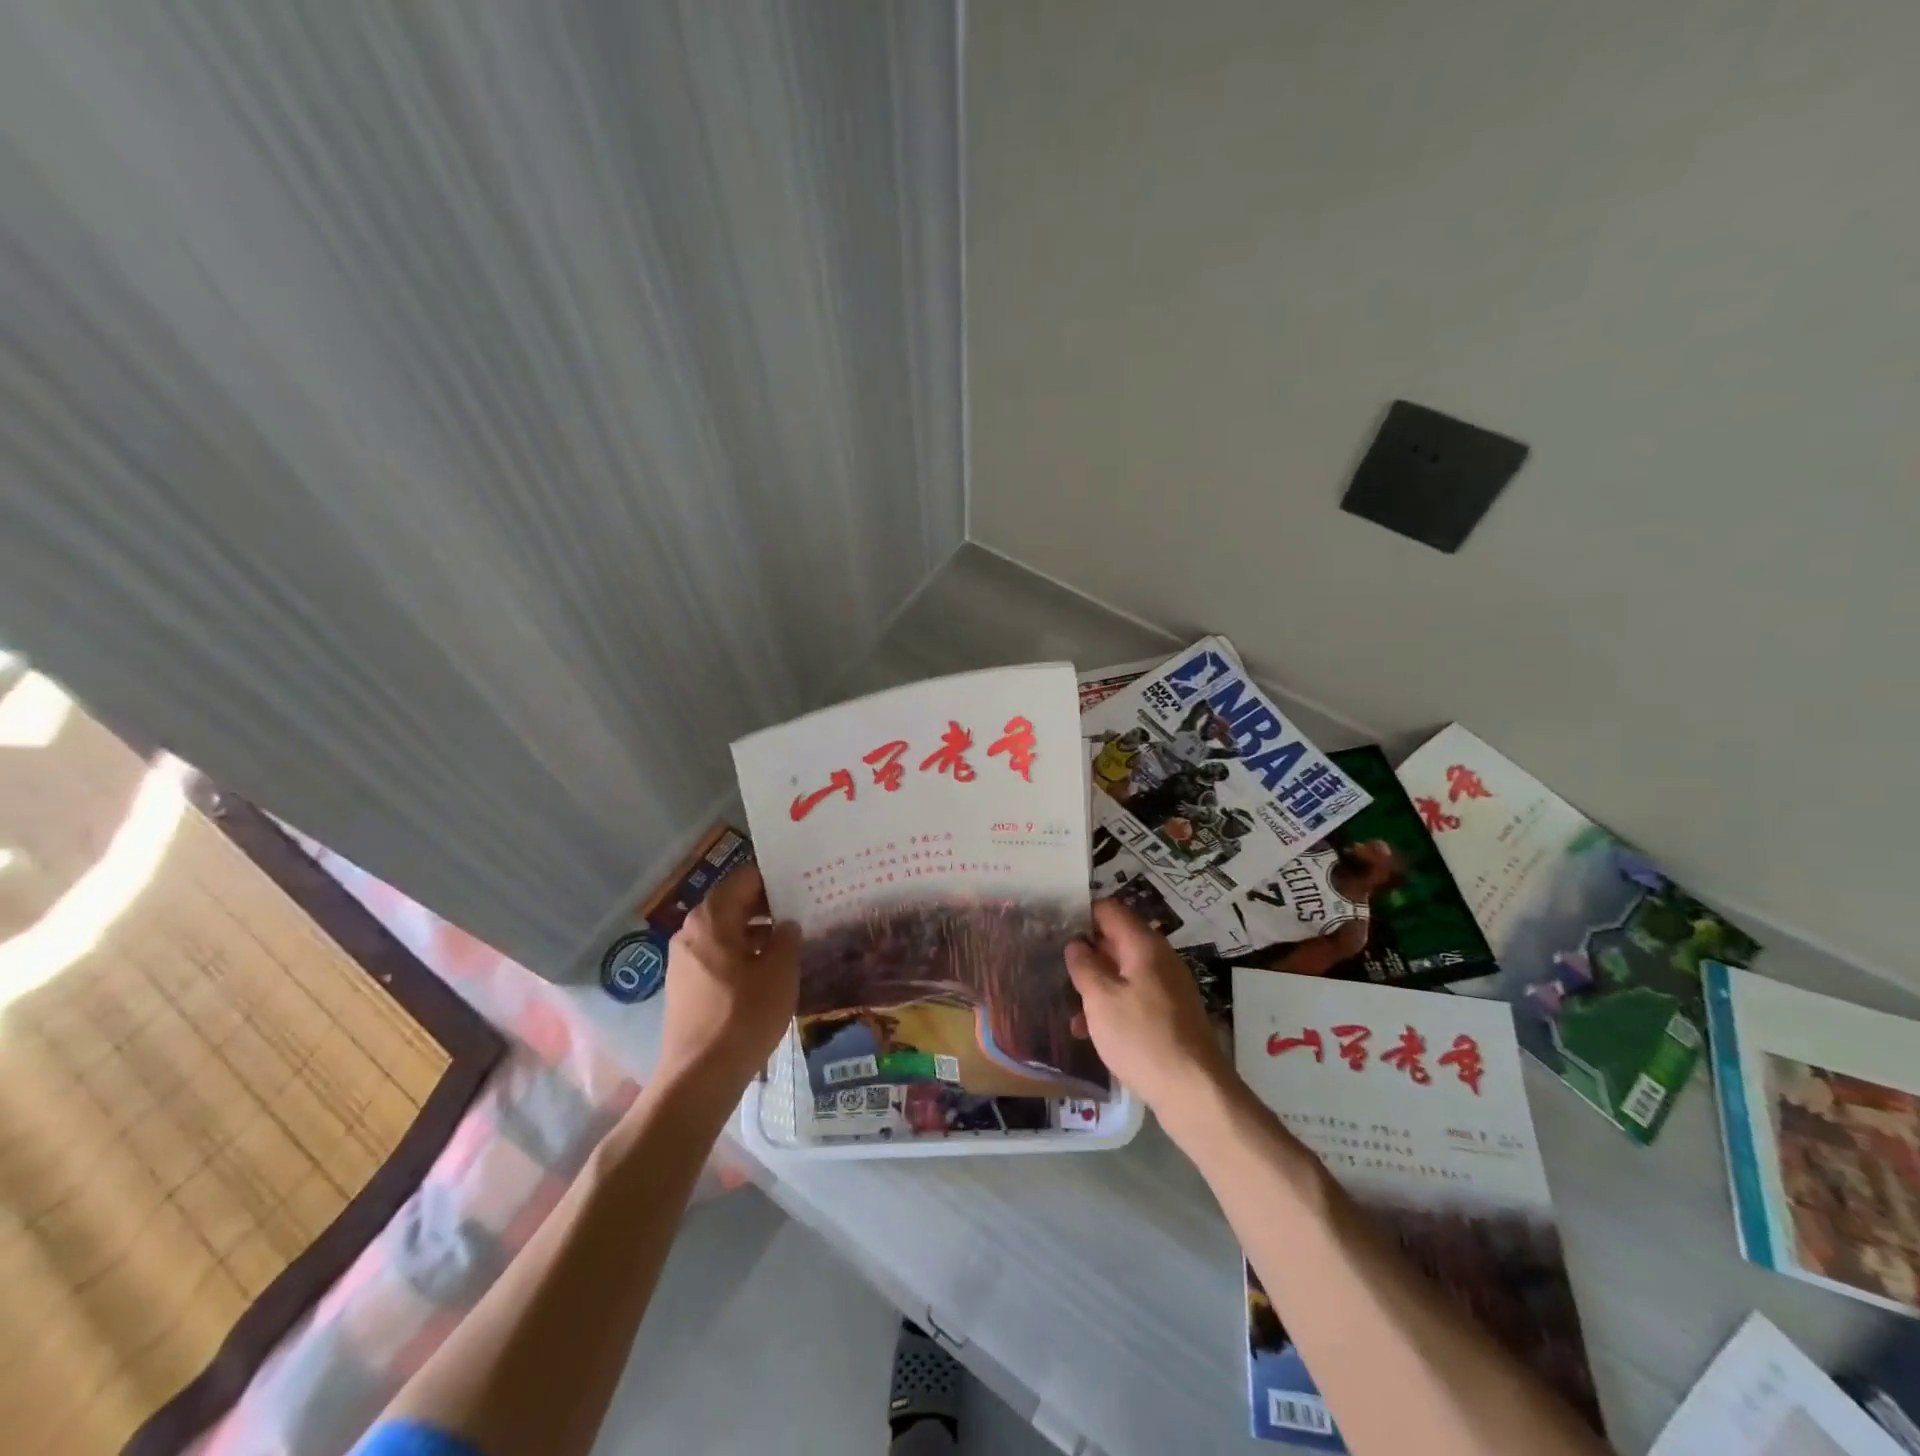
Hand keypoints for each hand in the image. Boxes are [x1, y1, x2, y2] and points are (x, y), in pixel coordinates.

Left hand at [656, 863, 800, 1096]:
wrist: (699, 1077)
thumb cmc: (743, 1015)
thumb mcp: (779, 972)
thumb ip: (787, 938)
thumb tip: (786, 925)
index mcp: (711, 918)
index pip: (744, 878)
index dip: (774, 876)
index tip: (801, 880)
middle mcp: (691, 931)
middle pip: (732, 902)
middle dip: (767, 904)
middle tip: (802, 907)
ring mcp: (683, 959)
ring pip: (725, 930)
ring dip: (755, 930)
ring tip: (790, 939)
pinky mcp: (684, 985)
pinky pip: (717, 954)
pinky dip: (741, 952)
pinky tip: (766, 969)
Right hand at [1066, 898, 1233, 1120]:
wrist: (1194, 1091)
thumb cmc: (1141, 1037)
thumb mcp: (1101, 999)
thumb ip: (1084, 966)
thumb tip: (1076, 944)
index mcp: (1144, 946)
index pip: (1110, 910)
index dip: (1082, 913)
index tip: (1055, 925)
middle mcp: (1159, 959)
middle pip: (1117, 940)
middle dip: (1086, 951)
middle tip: (1053, 961)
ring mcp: (1167, 988)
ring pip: (1123, 972)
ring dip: (1096, 983)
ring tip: (1065, 1002)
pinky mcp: (1170, 1015)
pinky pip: (1134, 997)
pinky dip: (1111, 1005)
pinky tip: (1089, 1029)